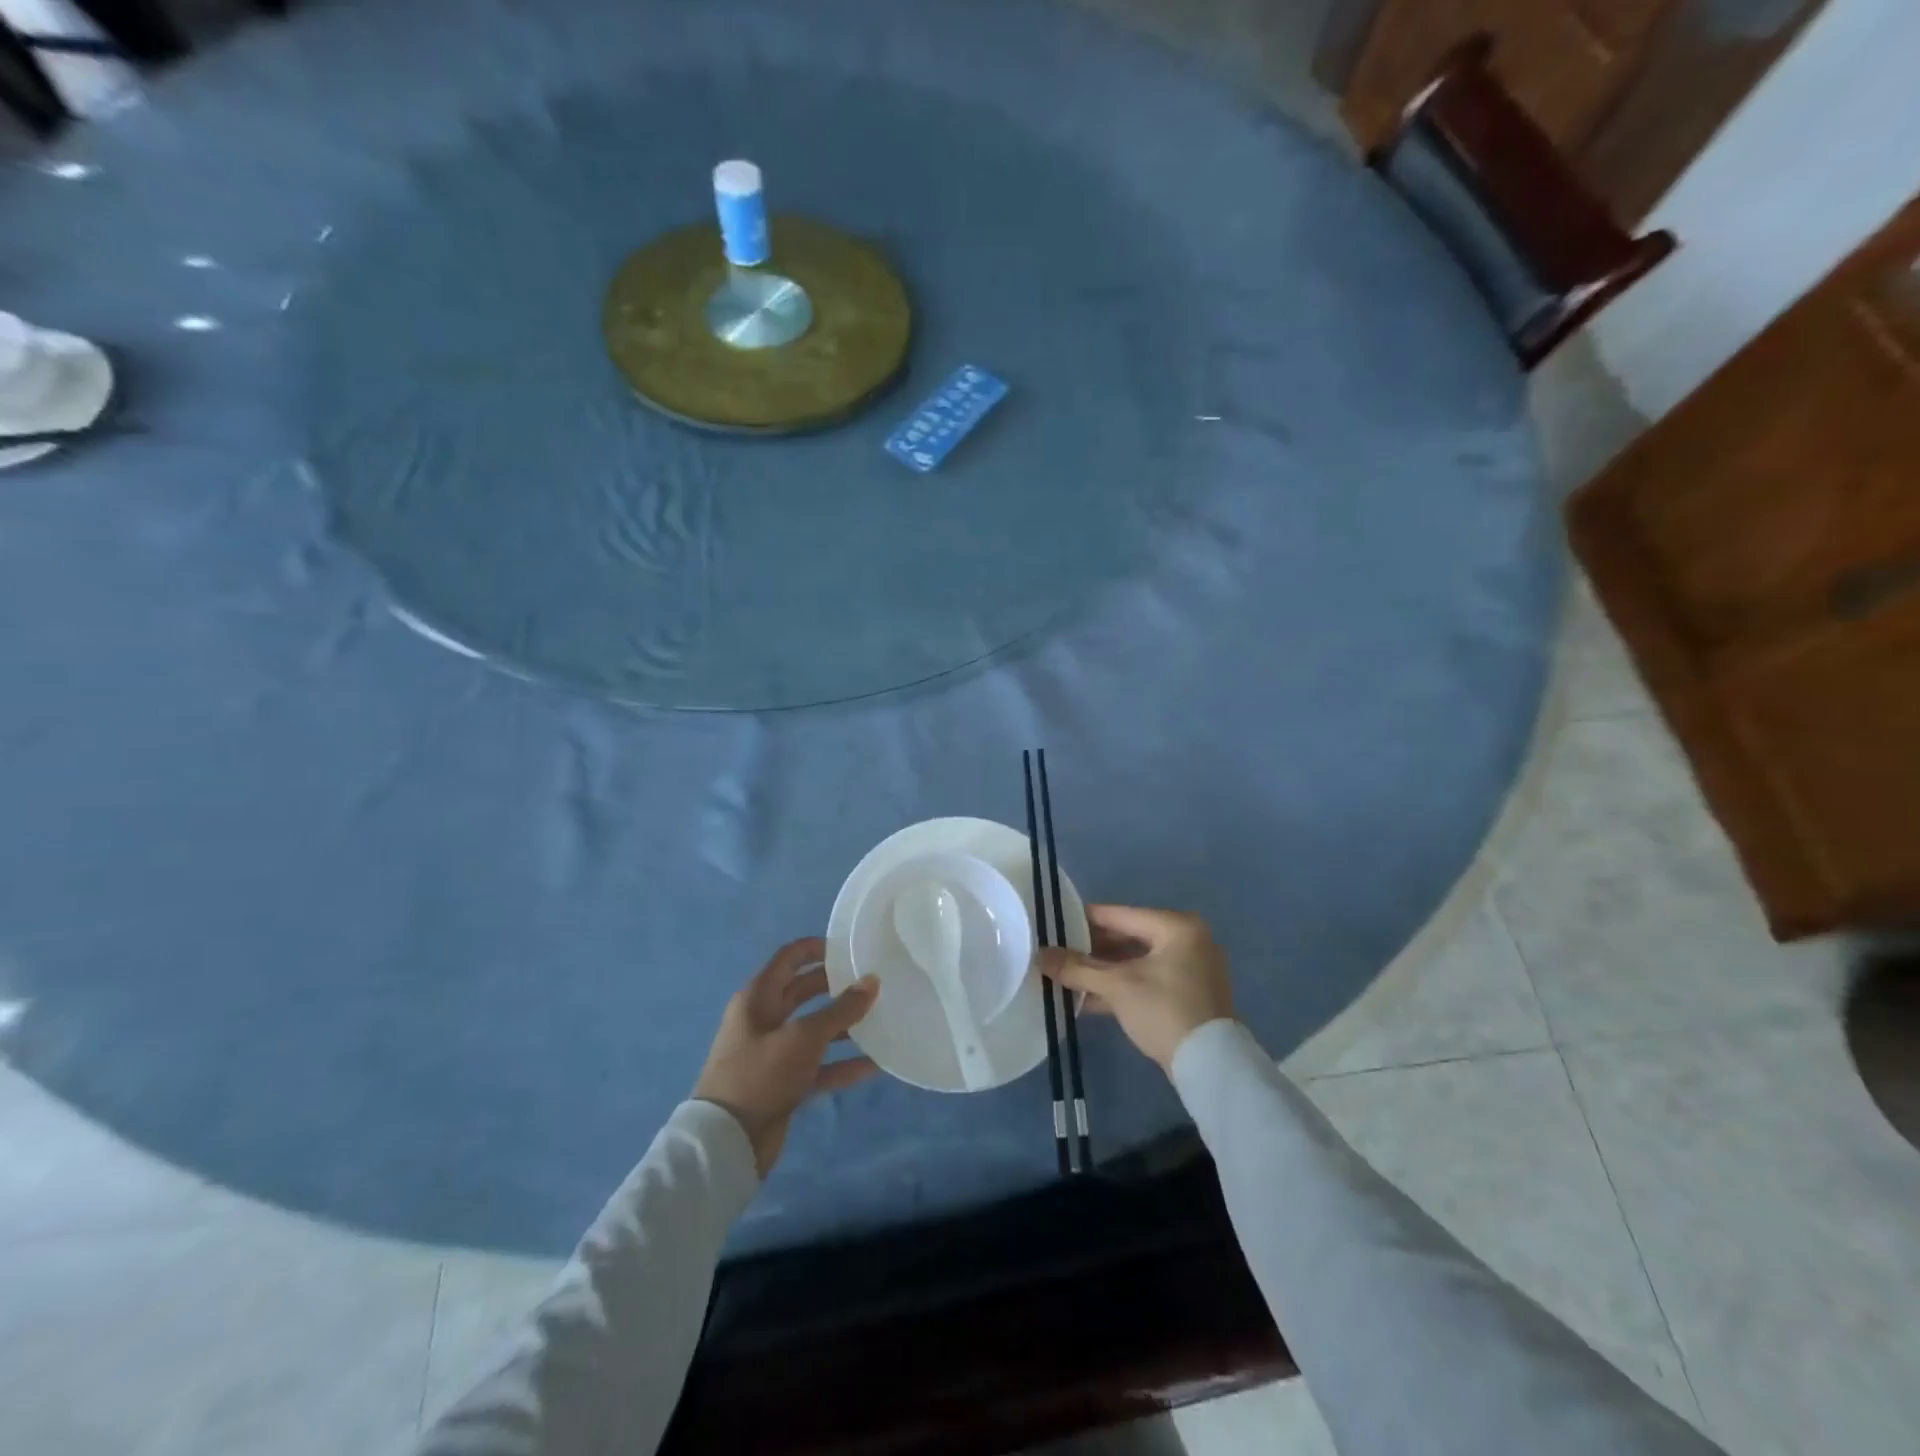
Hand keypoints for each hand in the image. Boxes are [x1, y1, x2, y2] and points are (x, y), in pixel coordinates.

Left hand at [692, 938, 879, 1177]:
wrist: (727, 1143)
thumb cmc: (761, 1075)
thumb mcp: (803, 1037)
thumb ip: (840, 1010)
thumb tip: (872, 981)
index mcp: (758, 997)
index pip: (789, 959)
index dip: (816, 948)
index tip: (849, 947)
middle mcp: (764, 1019)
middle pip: (803, 992)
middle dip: (835, 986)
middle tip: (871, 982)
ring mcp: (773, 1052)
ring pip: (814, 1030)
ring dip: (843, 1026)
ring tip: (879, 1019)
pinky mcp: (783, 1083)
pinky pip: (818, 1065)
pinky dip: (841, 1064)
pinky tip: (873, 1065)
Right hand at [1040, 905, 1233, 1070]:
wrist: (1210, 1067)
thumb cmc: (1164, 1010)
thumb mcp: (1117, 986)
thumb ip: (1077, 968)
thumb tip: (1040, 956)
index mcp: (1175, 926)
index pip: (1119, 914)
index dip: (1083, 920)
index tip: (1053, 925)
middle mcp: (1187, 940)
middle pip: (1127, 937)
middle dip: (1091, 950)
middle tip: (1057, 954)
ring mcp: (1190, 969)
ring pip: (1135, 962)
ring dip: (1103, 971)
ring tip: (1066, 976)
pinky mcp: (1187, 995)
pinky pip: (1146, 981)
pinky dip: (1120, 987)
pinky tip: (1087, 998)